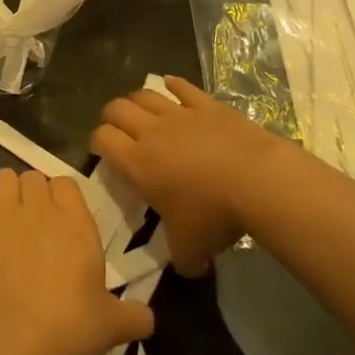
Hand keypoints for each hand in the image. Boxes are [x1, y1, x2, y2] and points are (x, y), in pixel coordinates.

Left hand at [0, 170, 155, 354]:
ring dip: (3, 193)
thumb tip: (150, 320)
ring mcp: (3, 214)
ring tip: (4, 219)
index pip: (66, 182)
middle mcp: (39, 207)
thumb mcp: (112, 326)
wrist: (14, 337)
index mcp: (76, 220)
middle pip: (33, 176)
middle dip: (31, 194)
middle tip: (32, 224)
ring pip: (1, 178)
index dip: (61, 197)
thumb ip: (135, 316)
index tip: (61, 220)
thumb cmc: (69, 324)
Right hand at [90, 77, 288, 277]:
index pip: (102, 139)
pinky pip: (182, 87)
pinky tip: (171, 86)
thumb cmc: (214, 215)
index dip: (96, 142)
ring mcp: (179, 113)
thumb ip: (182, 260)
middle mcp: (151, 132)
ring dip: (137, 100)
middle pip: (117, 108)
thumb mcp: (191, 249)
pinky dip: (173, 85)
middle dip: (112, 117)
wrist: (257, 181)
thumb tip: (187, 269)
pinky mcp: (206, 104)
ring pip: (145, 94)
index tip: (102, 152)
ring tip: (141, 110)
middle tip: (118, 131)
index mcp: (137, 163)